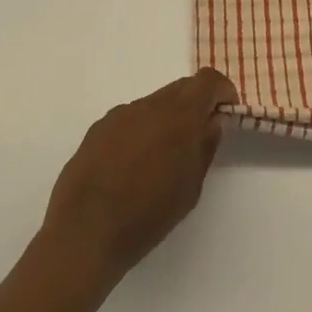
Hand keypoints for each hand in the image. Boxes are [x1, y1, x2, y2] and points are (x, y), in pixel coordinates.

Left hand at [40, 68, 234, 292]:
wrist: (85, 231)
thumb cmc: (148, 214)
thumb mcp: (190, 187)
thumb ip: (204, 147)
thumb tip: (211, 122)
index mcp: (179, 115)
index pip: (207, 80)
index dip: (221, 91)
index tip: (226, 112)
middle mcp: (148, 105)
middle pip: (180, 88)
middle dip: (195, 104)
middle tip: (198, 137)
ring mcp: (119, 115)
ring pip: (153, 103)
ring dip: (166, 119)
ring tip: (162, 157)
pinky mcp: (97, 129)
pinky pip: (129, 119)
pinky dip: (141, 130)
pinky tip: (132, 165)